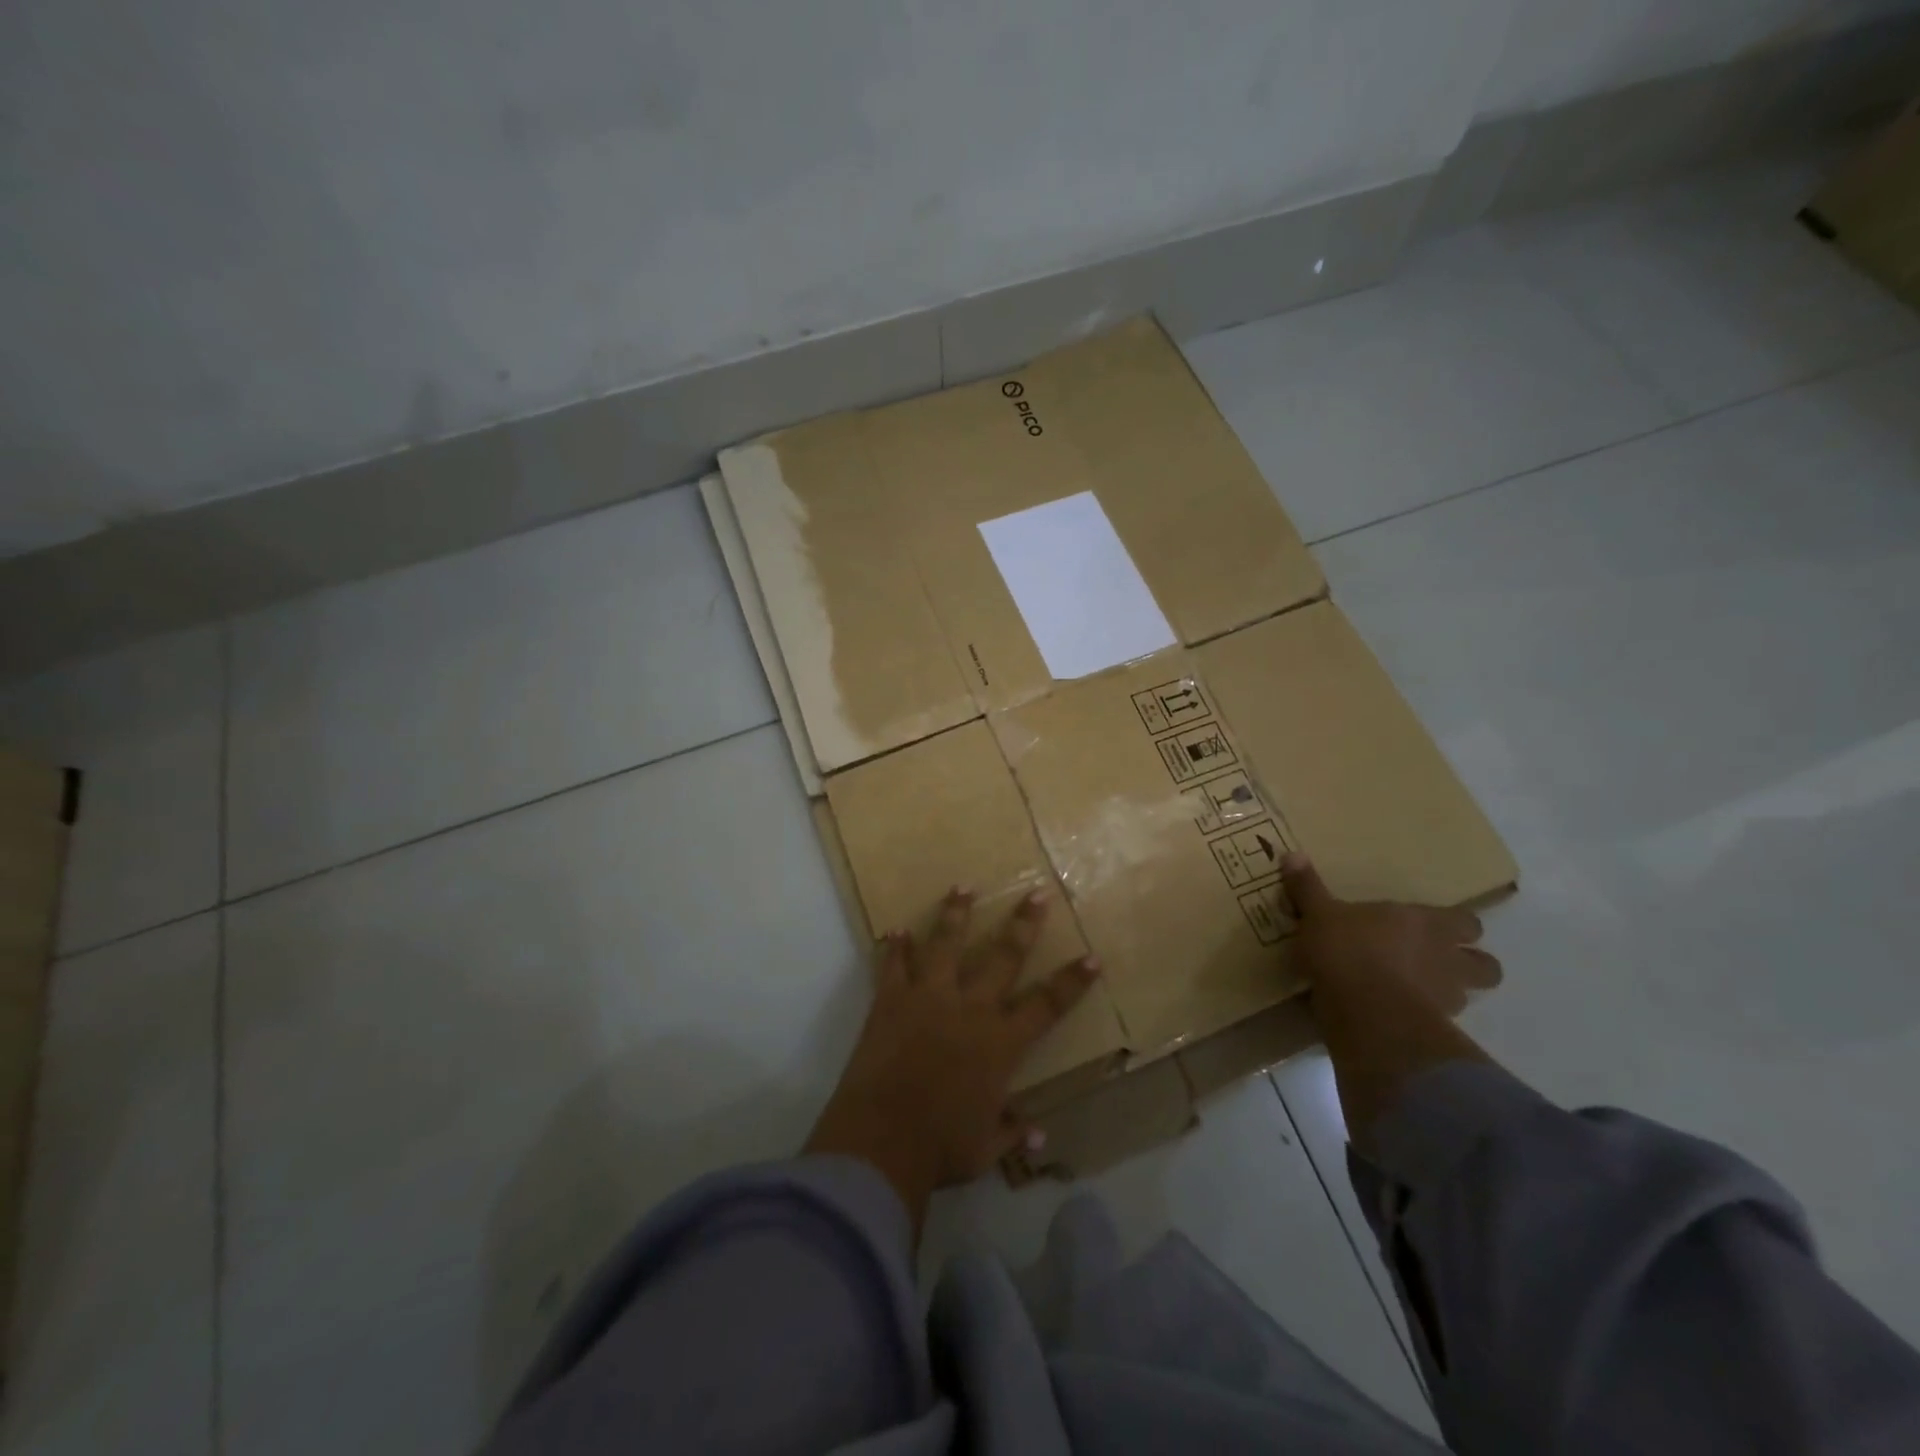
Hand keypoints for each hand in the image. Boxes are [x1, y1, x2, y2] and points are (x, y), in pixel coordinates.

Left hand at [804, 887, 1098, 1232]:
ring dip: (955, 914)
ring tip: (962, 887)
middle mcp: (969, 1009)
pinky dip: (895, 948)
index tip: (1092, 956)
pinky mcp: (891, 1000)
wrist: (880, 1141)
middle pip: (1003, 957)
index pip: (1047, 1005)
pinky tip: (896, 930)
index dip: (1072, 981)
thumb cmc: (940, 1148)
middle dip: (1023, 924)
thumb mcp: (984, 1149)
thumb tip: (1039, 1135)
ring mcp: (928, 998)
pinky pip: (894, 965)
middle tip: (1036, 894)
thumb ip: (1011, 1133)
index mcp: (1000, 1042)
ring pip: (946, 944)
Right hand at [1283, 854, 1500, 1015]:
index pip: (1466, 922)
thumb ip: (1308, 888)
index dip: (1457, 926)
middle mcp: (1447, 958)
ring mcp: (1446, 998)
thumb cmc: (1348, 950)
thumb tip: (1292, 854)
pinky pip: (1438, 1024)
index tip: (1437, 927)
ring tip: (1417, 992)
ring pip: (1468, 997)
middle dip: (1469, 964)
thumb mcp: (1319, 914)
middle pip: (1486, 965)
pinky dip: (1424, 1020)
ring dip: (1447, 993)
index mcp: (1427, 923)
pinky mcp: (1434, 1031)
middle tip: (1437, 962)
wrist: (1366, 1013)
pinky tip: (1398, 1016)